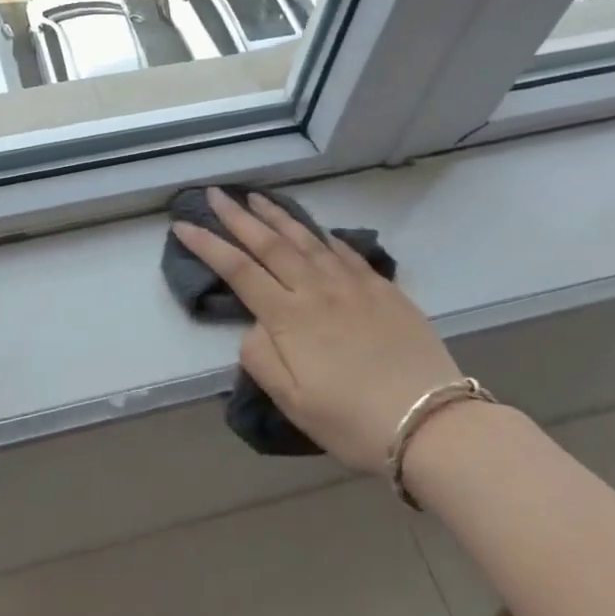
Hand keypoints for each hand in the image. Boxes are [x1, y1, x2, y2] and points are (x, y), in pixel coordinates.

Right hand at [171, 189, 459, 476]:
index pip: (238, 270)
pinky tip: (316, 230)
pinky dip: (323, 236)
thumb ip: (261, 358)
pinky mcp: (383, 290)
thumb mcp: (293, 401)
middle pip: (269, 243)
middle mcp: (317, 290)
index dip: (207, 245)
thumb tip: (254, 326)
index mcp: (289, 317)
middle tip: (215, 193)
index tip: (183, 225)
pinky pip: (345, 252)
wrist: (431, 422)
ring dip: (278, 216)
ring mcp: (353, 285)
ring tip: (256, 198)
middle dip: (237, 216)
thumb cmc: (352, 420)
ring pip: (307, 240)